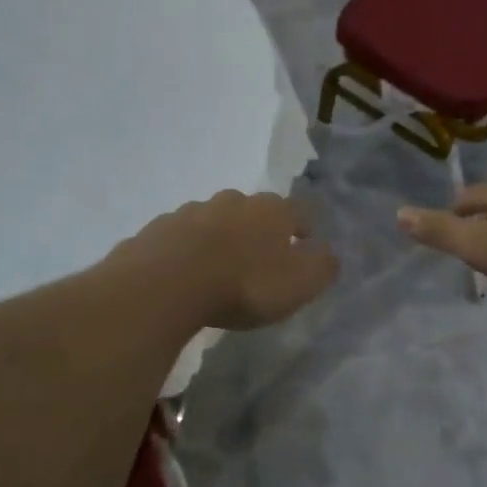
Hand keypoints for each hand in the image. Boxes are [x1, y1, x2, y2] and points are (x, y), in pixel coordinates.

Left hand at [109, 190, 338, 330]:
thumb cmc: (244, 284)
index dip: (304, 228)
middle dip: (258, 230)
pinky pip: (180, 237)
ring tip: (219, 267)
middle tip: (259, 258)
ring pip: (214, 220)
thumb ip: (321, 267)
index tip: (305, 245)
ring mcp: (191, 211)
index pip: (298, 211)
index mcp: (271, 210)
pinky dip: (187, 250)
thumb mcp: (299, 284)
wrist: (166, 284)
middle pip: (253, 211)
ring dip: (220, 238)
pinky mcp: (158, 229)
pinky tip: (185, 272)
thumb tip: (328, 253)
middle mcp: (232, 201)